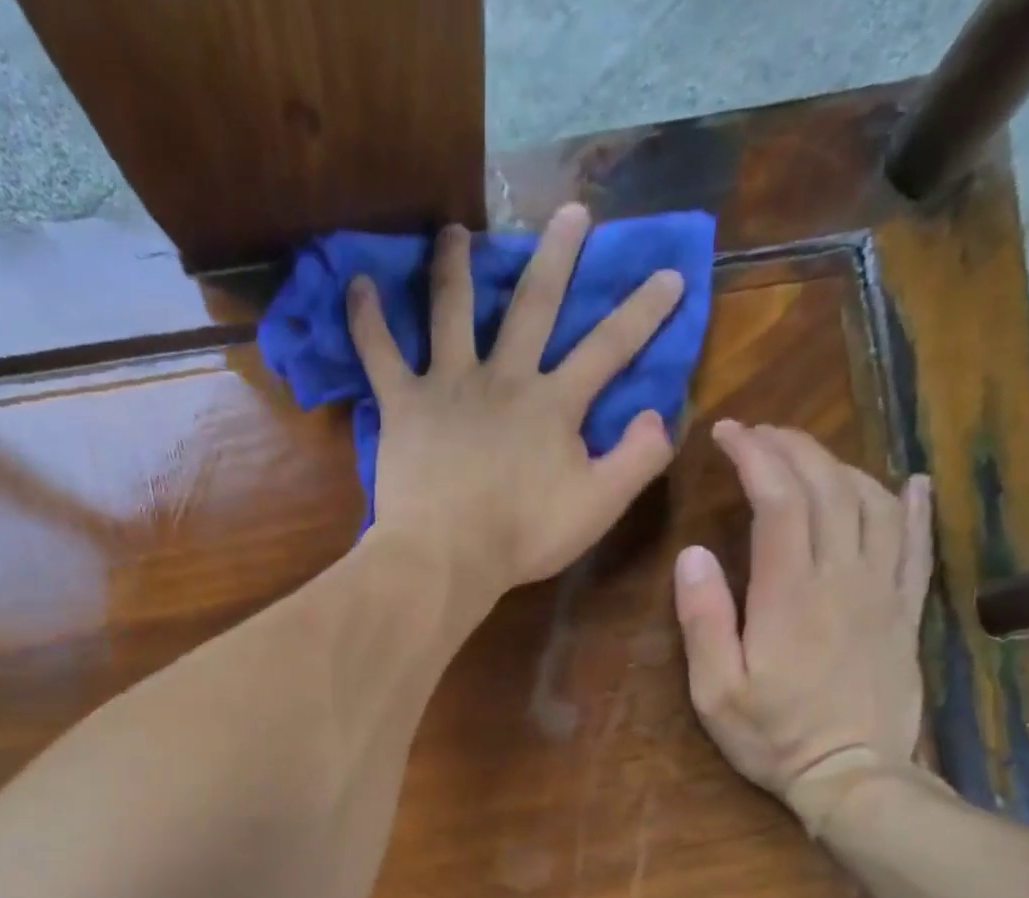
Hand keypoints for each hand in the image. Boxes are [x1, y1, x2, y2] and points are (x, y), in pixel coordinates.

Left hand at [348, 203, 685, 599]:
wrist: (446, 557)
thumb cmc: (522, 536)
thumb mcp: (598, 506)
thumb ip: (638, 459)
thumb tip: (659, 414)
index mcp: (553, 404)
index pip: (609, 347)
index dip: (644, 311)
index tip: (671, 273)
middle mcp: (503, 378)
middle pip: (534, 304)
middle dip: (558, 255)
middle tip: (571, 211)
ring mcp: (448, 385)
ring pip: (451, 310)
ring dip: (454, 266)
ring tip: (453, 231)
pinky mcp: (403, 405)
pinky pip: (378, 353)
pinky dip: (366, 319)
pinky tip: (357, 283)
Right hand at [673, 422, 933, 832]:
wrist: (854, 775)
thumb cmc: (773, 736)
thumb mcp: (715, 690)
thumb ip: (704, 620)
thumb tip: (692, 555)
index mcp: (790, 595)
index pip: (779, 501)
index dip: (755, 457)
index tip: (729, 433)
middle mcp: (843, 579)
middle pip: (827, 488)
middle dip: (792, 448)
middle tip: (759, 434)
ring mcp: (883, 592)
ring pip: (873, 504)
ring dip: (839, 466)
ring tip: (806, 455)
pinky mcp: (906, 611)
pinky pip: (918, 544)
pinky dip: (913, 506)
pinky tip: (908, 482)